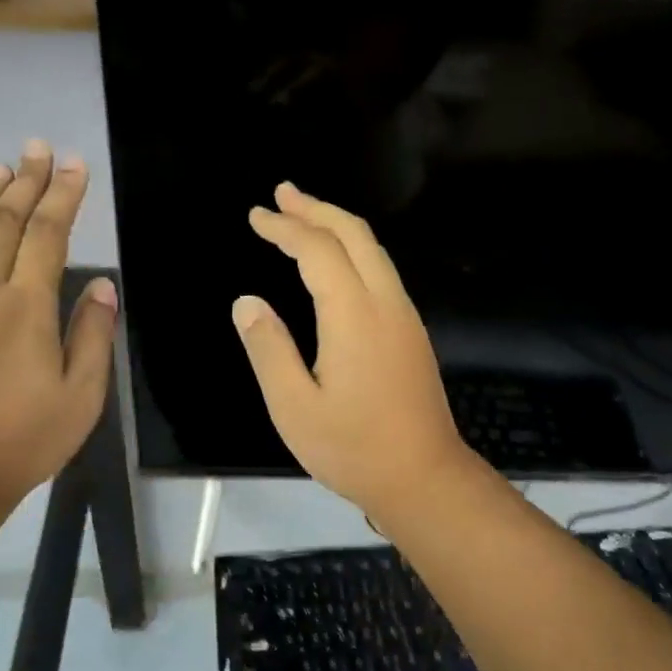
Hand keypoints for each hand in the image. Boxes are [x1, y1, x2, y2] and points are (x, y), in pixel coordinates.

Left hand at [0, 140, 117, 506]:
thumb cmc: (27, 436)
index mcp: (26, 306)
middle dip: (24, 182)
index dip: (63, 195)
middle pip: (3, 223)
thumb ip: (92, 333)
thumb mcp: (82, 393)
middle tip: (37, 149)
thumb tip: (100, 285)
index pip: (48, 234)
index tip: (75, 165)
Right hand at [232, 183, 475, 520]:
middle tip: (282, 192)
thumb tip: (247, 302)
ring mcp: (404, 315)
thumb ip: (268, 349)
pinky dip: (352, 248)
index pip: (317, 250)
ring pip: (373, 249)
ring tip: (303, 214)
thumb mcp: (294, 407)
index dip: (284, 228)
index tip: (255, 216)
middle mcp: (385, 302)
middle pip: (353, 234)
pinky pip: (381, 269)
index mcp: (354, 315)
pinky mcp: (412, 331)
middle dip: (315, 208)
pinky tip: (336, 260)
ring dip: (337, 224)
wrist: (424, 477)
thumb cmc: (353, 447)